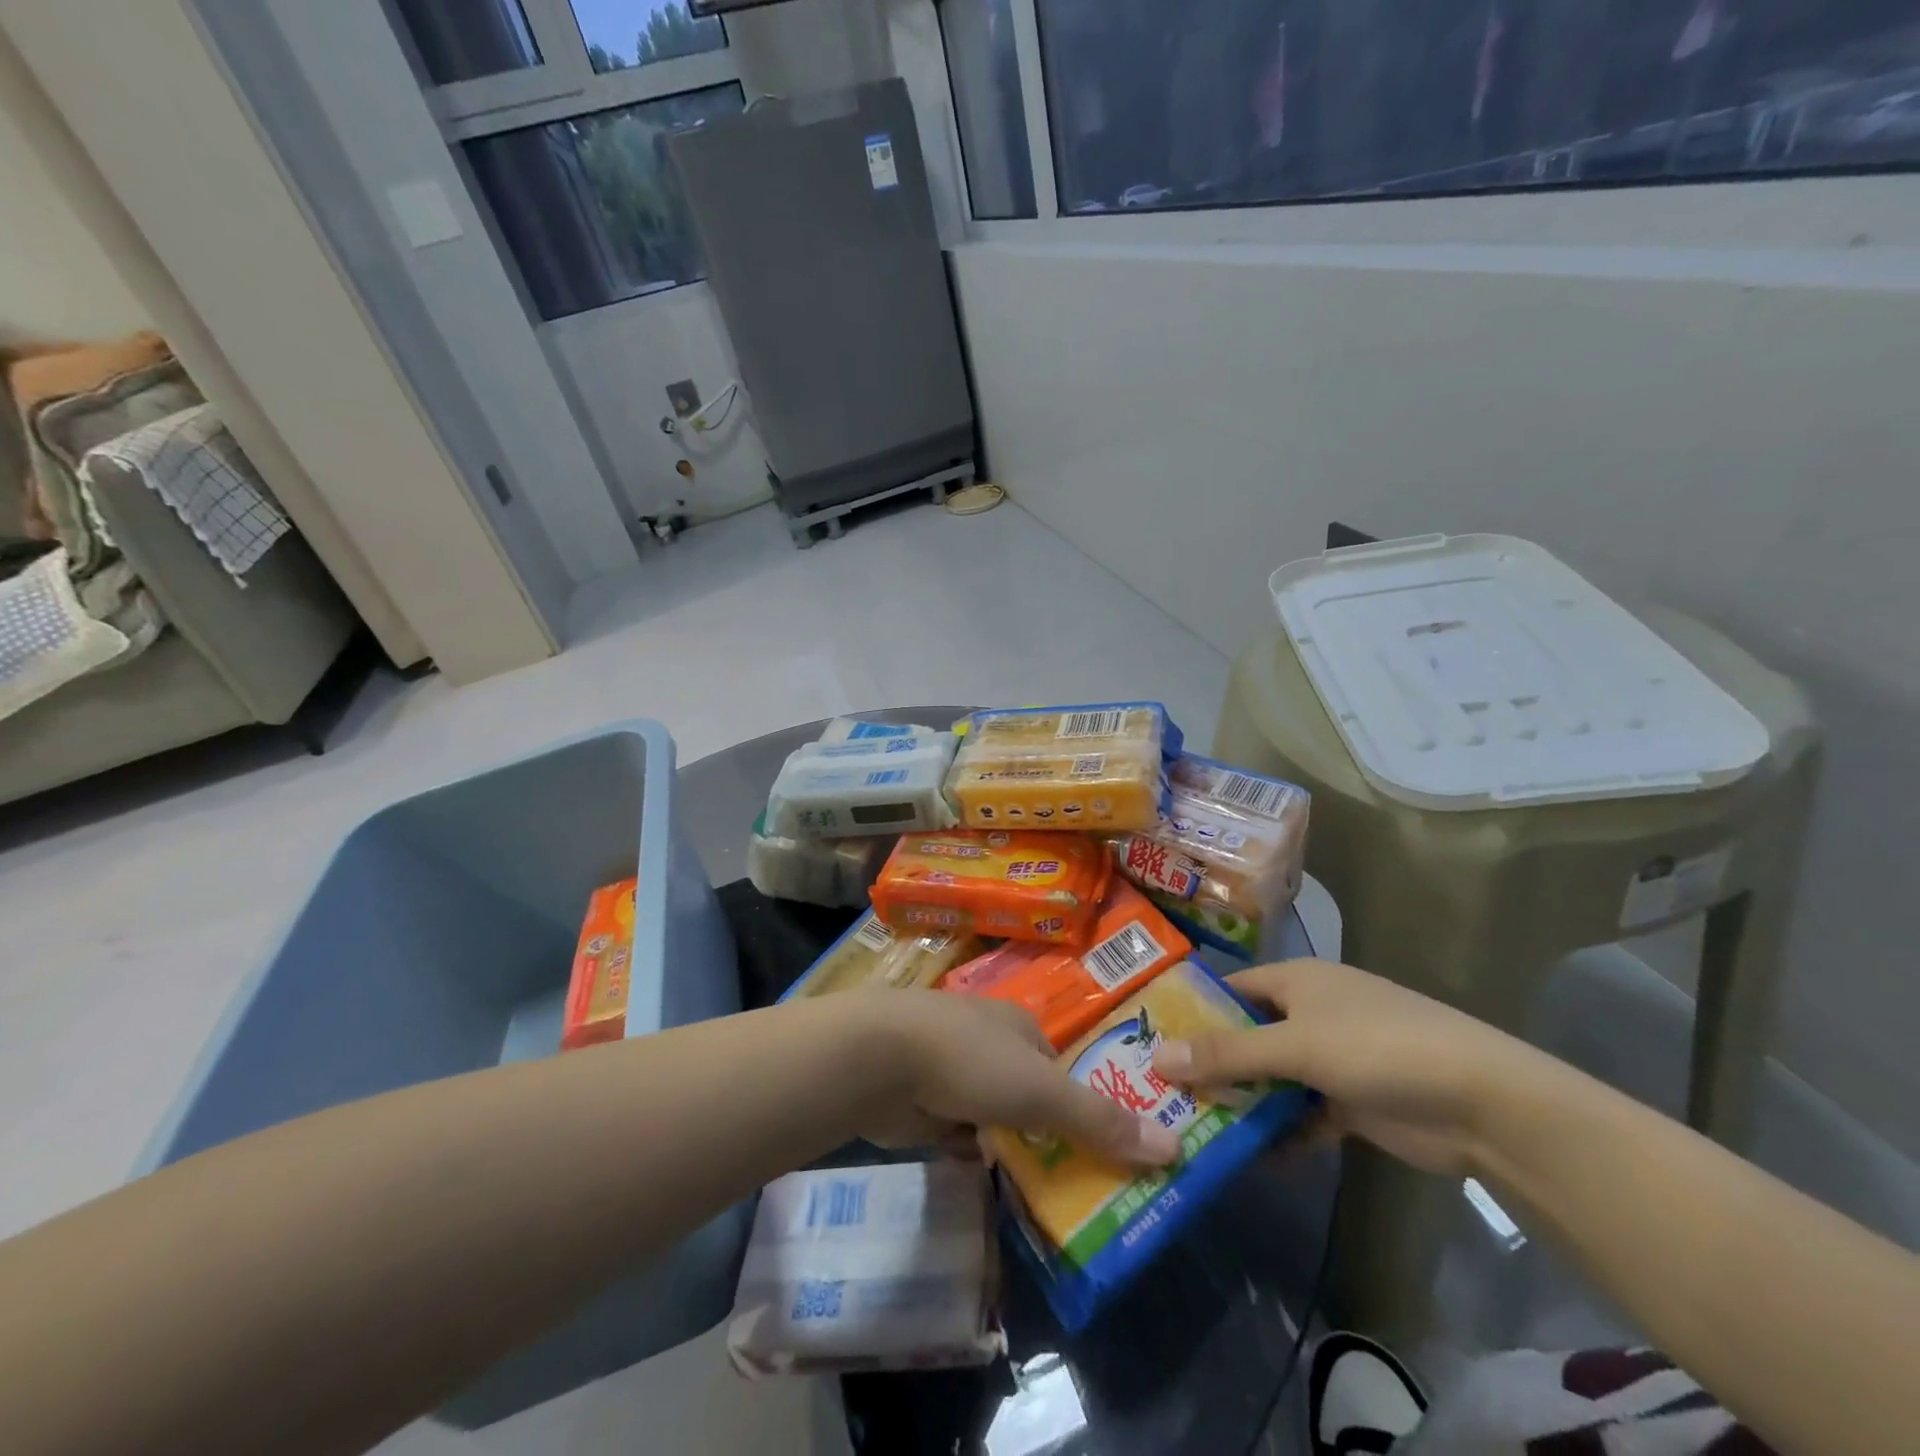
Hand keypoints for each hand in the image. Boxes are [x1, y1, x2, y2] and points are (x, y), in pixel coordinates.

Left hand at [853, 992, 1181, 1166]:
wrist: (877, 1059)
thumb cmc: (969, 1061)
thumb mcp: (1041, 1092)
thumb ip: (1099, 1121)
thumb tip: (1174, 1147)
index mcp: (1019, 1025)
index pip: (1060, 1068)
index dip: (1082, 1105)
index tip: (1103, 1150)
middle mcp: (987, 1041)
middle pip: (1027, 1093)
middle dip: (1044, 1131)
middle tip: (1075, 1183)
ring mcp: (950, 1068)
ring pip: (992, 1114)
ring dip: (1006, 1145)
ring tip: (1037, 1192)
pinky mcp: (922, 1100)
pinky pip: (959, 1132)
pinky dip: (971, 1152)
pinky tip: (986, 1179)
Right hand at [1152, 959, 1539, 1175]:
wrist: (1481, 1103)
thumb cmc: (1376, 1048)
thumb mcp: (1294, 1046)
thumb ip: (1227, 1054)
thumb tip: (1158, 1057)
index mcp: (1297, 981)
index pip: (1231, 989)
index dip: (1193, 1010)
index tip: (1150, 1037)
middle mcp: (1311, 1013)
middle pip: (1249, 1035)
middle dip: (1213, 1063)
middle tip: (1161, 1090)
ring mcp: (1334, 1059)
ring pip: (1274, 1077)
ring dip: (1244, 1101)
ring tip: (1193, 1126)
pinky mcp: (1353, 1102)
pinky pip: (1303, 1114)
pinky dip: (1282, 1132)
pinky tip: (1250, 1157)